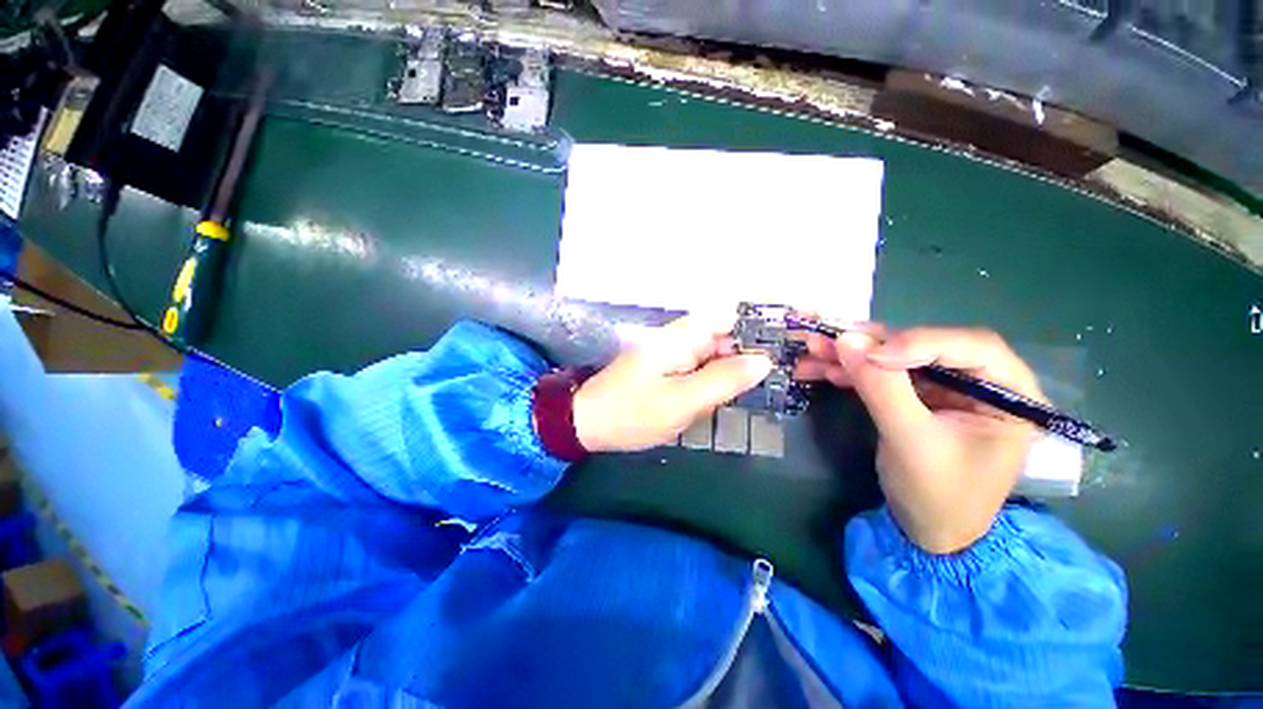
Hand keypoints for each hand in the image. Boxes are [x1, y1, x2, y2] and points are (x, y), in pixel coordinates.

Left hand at [573, 313, 773, 452]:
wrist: (588, 424)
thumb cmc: (633, 411)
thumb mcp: (683, 400)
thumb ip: (724, 379)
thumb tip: (764, 362)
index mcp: (682, 336)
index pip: (729, 315)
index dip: (759, 325)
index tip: (788, 345)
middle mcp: (680, 339)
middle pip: (726, 335)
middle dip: (753, 352)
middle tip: (786, 375)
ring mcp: (674, 356)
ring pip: (717, 355)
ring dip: (738, 369)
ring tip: (770, 386)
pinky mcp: (670, 373)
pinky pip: (703, 370)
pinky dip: (720, 381)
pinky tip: (736, 395)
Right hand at [796, 325, 1044, 553]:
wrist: (926, 532)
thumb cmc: (938, 496)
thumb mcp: (912, 442)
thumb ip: (882, 389)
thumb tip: (846, 339)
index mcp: (1008, 394)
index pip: (972, 347)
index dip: (919, 342)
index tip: (870, 354)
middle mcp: (979, 382)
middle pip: (924, 346)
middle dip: (871, 345)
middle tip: (825, 340)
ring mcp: (943, 389)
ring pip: (895, 358)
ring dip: (851, 356)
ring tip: (811, 352)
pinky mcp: (914, 397)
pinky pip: (880, 375)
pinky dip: (849, 371)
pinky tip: (820, 369)